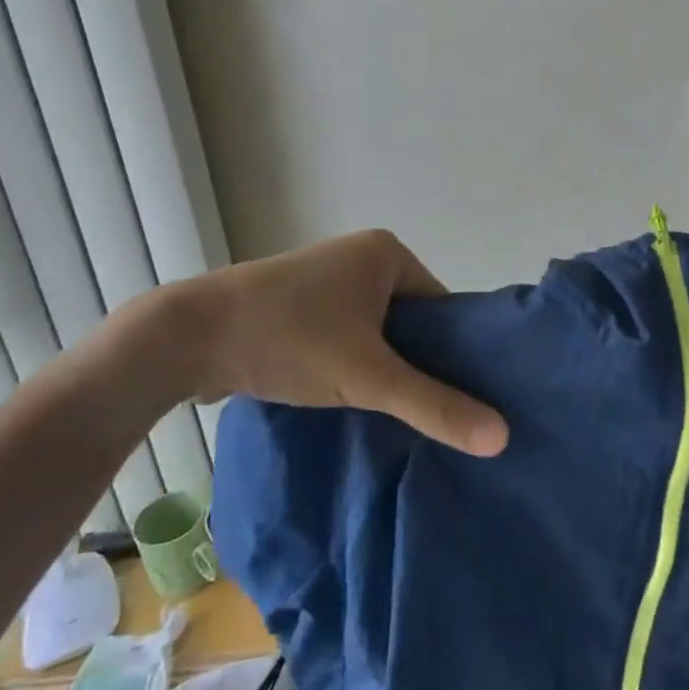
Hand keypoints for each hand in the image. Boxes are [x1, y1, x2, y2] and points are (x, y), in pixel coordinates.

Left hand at [123, 230, 508, 456]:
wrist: (186, 337)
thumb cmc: (288, 339)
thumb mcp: (368, 376)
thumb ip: (434, 405)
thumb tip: (503, 437)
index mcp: (387, 252)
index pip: (443, 309)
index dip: (454, 355)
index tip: (463, 401)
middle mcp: (360, 256)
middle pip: (411, 322)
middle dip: (418, 365)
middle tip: (431, 415)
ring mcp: (326, 280)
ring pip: (376, 333)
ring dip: (383, 369)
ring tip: (396, 415)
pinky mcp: (298, 305)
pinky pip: (346, 336)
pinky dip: (353, 365)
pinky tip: (355, 401)